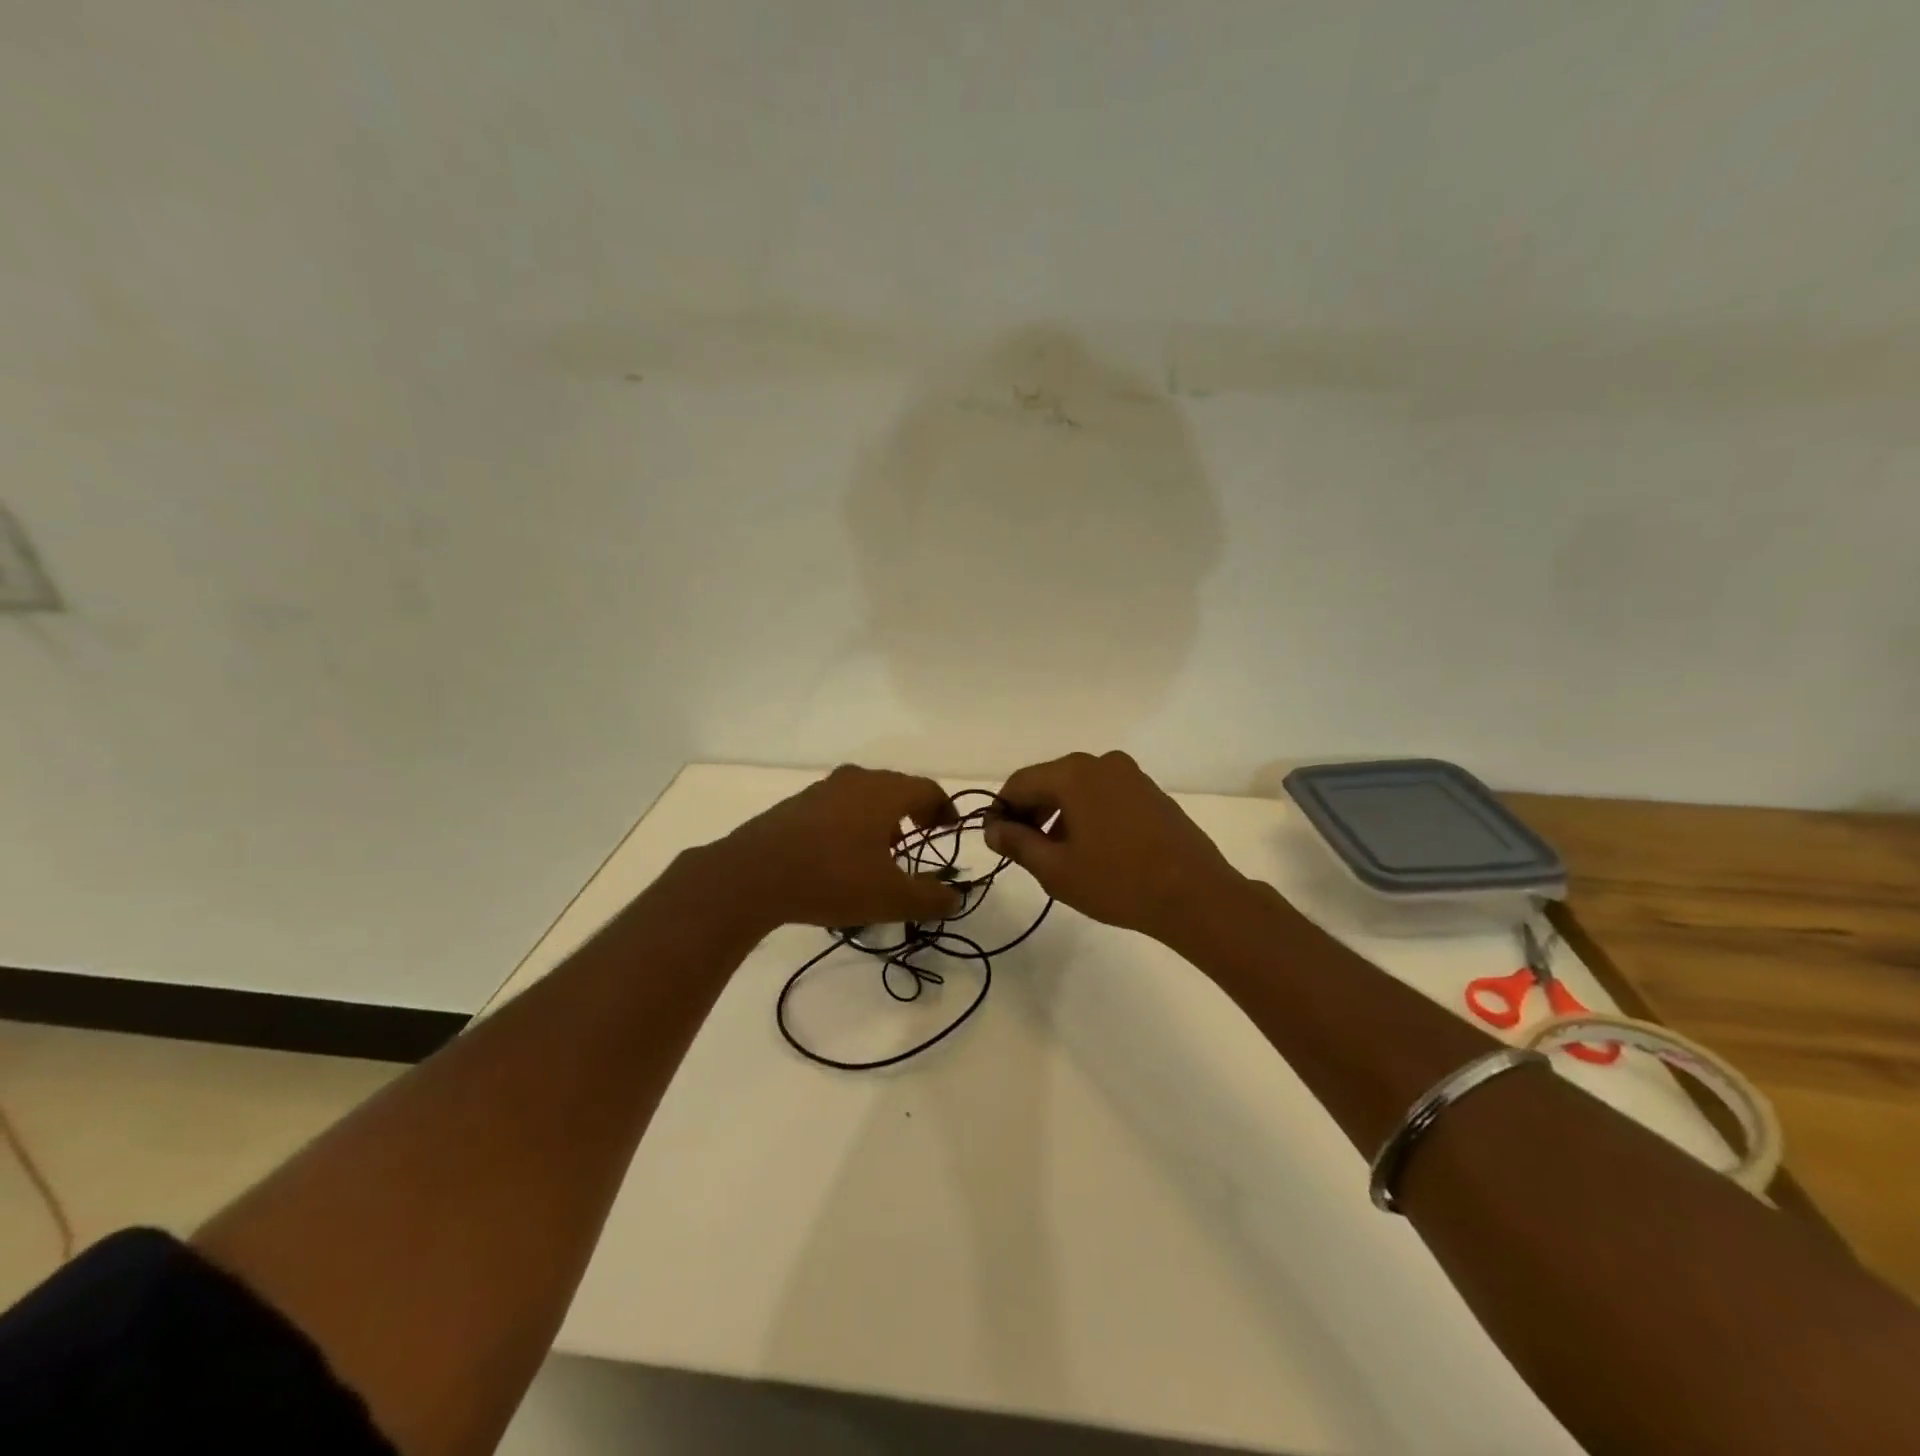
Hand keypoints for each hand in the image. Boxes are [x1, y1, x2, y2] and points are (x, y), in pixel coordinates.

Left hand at [709, 765, 964, 930]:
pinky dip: (853, 821)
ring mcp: (822, 789)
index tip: (950, 828)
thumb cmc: (832, 878)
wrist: (752, 875)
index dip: (944, 808)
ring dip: (882, 816)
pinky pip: (838, 805)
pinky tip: (844, 853)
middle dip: (914, 810)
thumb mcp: (890, 898)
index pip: (927, 789)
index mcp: (884, 792)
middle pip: (896, 787)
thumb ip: (929, 898)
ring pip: (864, 795)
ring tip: (885, 849)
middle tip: (923, 834)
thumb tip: (955, 898)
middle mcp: (856, 780)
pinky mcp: (795, 805)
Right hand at [986, 751, 1247, 946]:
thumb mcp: (1056, 869)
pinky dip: (1088, 814)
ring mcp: (1131, 775)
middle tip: (1024, 851)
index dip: (1001, 811)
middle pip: (1050, 781)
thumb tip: (993, 829)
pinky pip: (1105, 795)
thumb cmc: (1117, 882)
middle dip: (1031, 813)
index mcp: (1073, 774)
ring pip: (1078, 789)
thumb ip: (1018, 843)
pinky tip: (1093, 849)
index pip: (1019, 783)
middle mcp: (1101, 763)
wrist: (1196, 895)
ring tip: (1058, 855)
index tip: (996, 841)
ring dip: (1059, 815)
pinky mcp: (1151, 792)